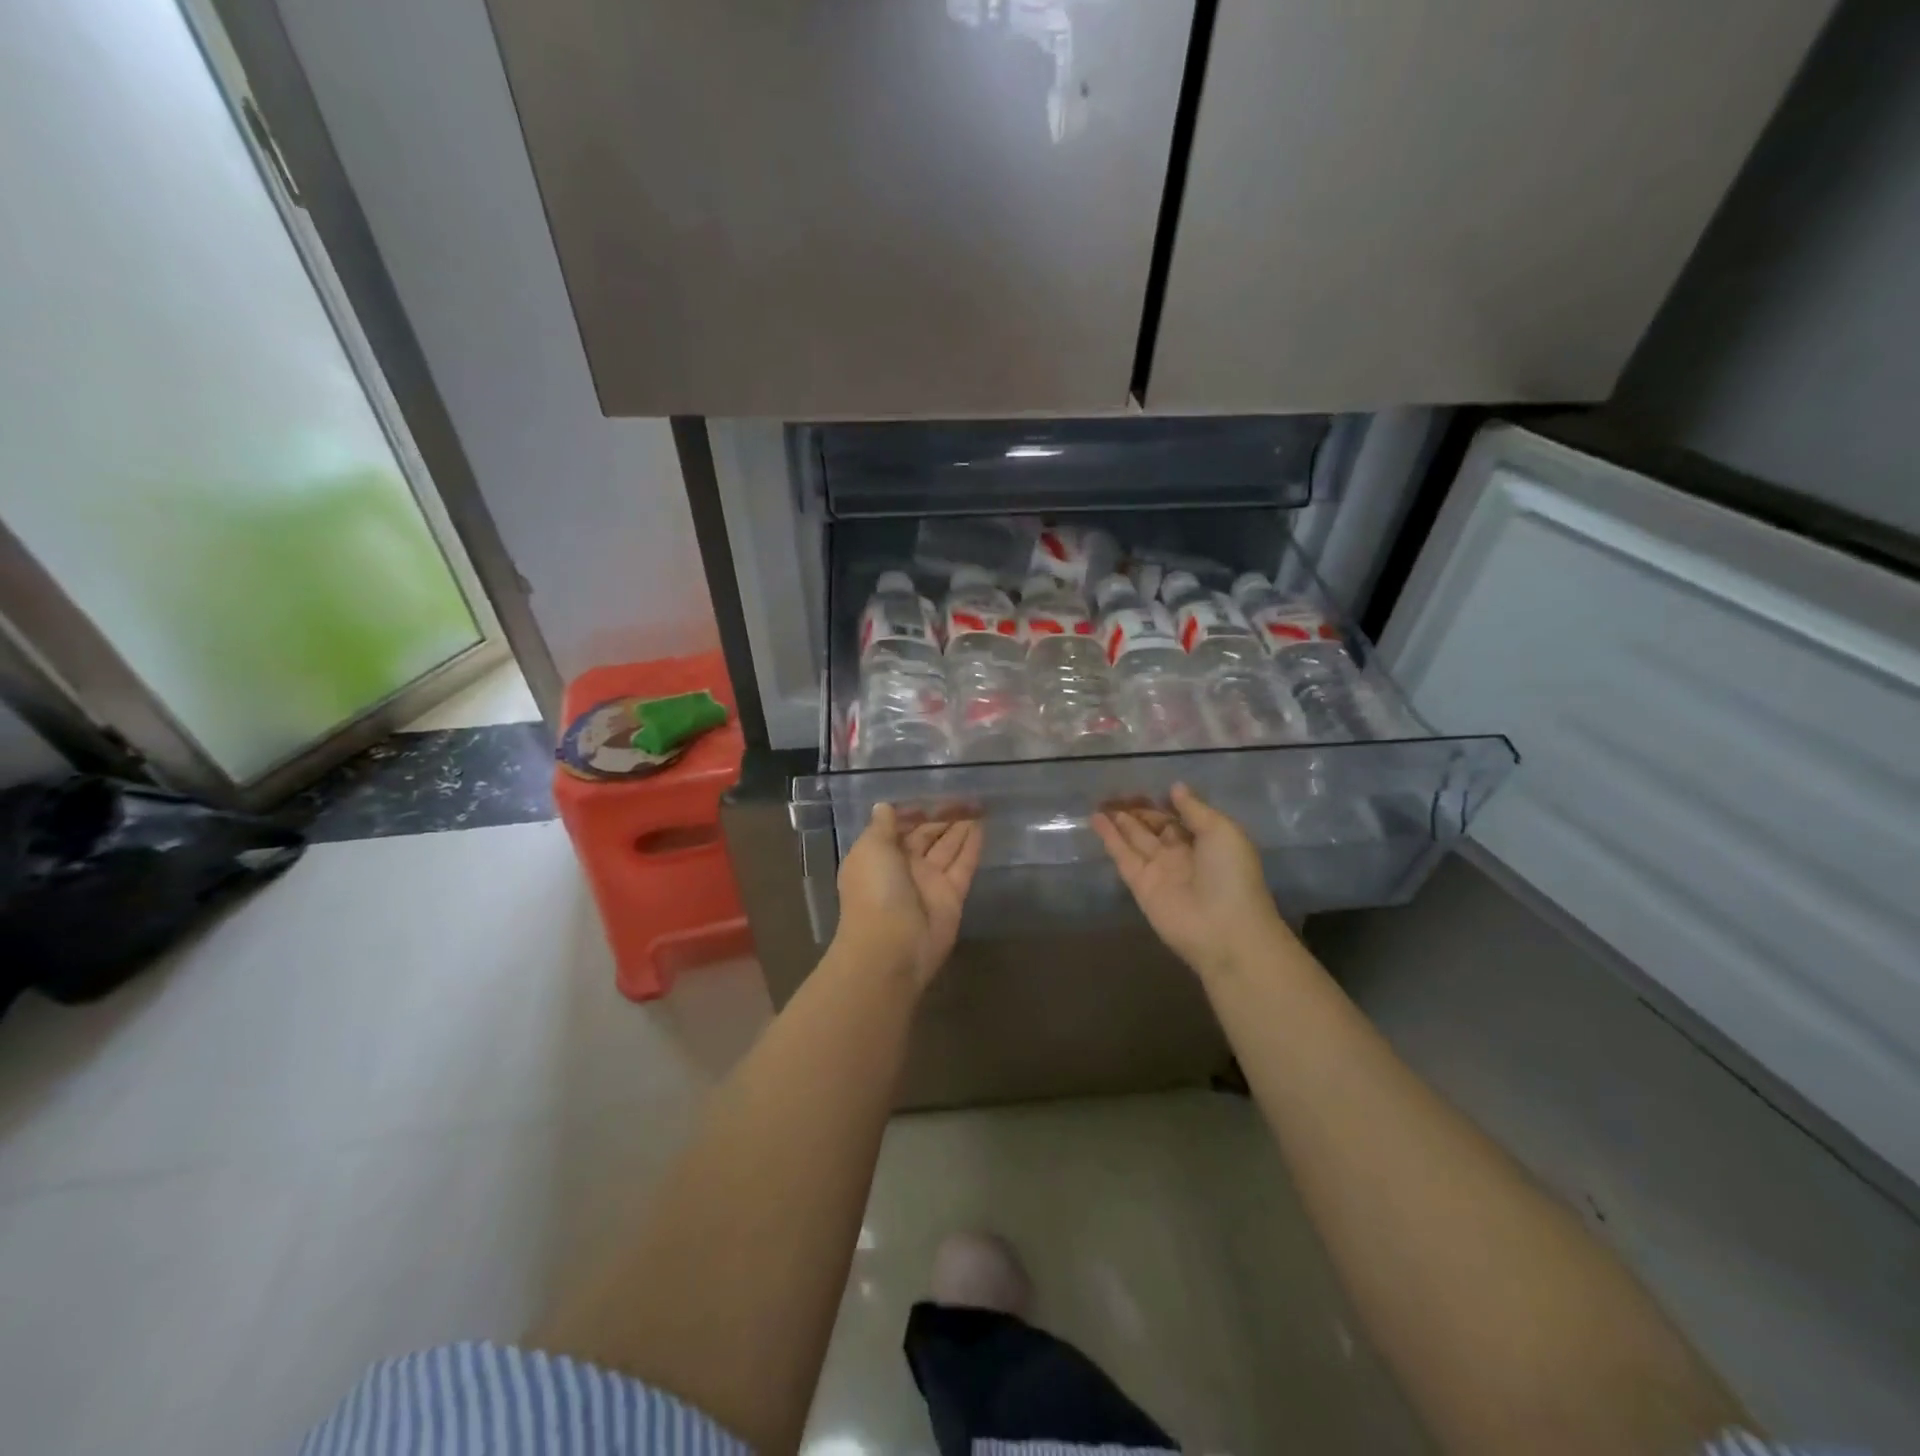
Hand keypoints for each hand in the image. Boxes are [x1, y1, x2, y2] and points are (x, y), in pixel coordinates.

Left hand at [834, 804, 981, 985]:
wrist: (891, 947)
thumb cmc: (874, 891)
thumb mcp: (870, 849)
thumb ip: (882, 827)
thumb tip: (884, 806)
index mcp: (878, 855)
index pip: (898, 827)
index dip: (914, 811)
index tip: (932, 794)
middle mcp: (903, 867)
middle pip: (925, 835)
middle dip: (941, 816)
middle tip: (964, 794)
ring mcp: (929, 882)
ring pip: (947, 848)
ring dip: (960, 827)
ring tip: (978, 804)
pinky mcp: (952, 896)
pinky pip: (963, 865)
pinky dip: (972, 846)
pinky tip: (983, 825)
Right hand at [1094, 782, 1290, 979]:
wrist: (1224, 929)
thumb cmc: (1231, 875)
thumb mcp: (1222, 831)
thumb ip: (1195, 809)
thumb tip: (1175, 787)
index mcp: (1207, 842)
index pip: (1180, 818)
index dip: (1163, 803)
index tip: (1144, 787)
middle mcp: (1182, 855)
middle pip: (1155, 827)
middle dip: (1138, 811)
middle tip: (1115, 792)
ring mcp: (1159, 870)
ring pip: (1135, 839)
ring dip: (1119, 821)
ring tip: (1100, 801)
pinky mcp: (1140, 885)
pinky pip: (1123, 856)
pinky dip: (1110, 838)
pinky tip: (1096, 819)